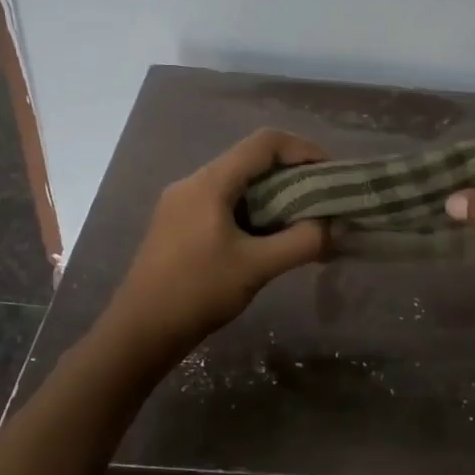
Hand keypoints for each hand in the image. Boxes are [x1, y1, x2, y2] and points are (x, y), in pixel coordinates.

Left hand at [107, 128, 329, 349]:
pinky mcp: (178, 224)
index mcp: (209, 182)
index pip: (264, 143)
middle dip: (291, 174)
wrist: (140, 331)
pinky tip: (268, 236)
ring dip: (273, 194)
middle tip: (321, 199)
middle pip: (251, 160)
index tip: (329, 173)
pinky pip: (224, 202)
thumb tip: (335, 227)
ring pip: (237, 182)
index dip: (303, 149)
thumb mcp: (257, 267)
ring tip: (302, 219)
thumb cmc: (198, 292)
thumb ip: (302, 242)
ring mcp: (182, 203)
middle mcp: (193, 183)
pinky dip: (253, 209)